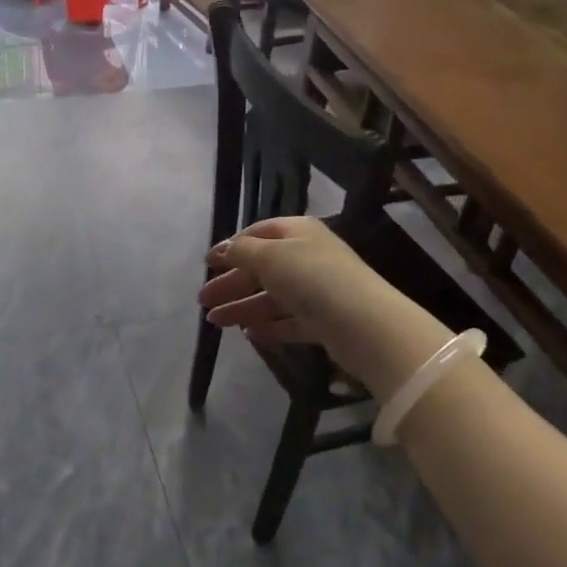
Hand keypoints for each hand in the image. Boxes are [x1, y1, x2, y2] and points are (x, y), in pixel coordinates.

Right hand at [199, 217, 447, 399]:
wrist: (364, 324)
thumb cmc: (311, 277)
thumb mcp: (268, 256)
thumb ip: (240, 251)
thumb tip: (223, 250)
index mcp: (297, 232)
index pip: (258, 233)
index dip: (231, 247)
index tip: (207, 264)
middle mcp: (308, 257)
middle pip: (261, 268)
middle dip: (231, 283)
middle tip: (203, 300)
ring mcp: (317, 291)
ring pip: (272, 297)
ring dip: (242, 307)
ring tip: (215, 322)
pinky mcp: (324, 321)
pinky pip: (289, 321)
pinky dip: (268, 326)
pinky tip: (248, 334)